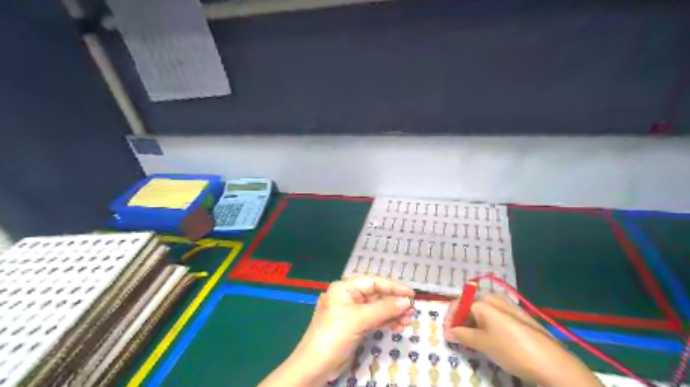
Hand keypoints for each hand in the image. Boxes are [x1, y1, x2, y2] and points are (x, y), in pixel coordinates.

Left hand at [260, 277, 413, 385]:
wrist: (314, 366)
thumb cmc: (334, 335)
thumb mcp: (359, 319)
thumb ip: (384, 309)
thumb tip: (407, 302)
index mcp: (344, 288)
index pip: (373, 282)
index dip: (393, 286)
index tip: (411, 293)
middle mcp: (348, 297)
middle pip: (376, 295)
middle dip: (394, 302)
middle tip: (412, 310)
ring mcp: (351, 312)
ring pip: (376, 309)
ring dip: (393, 314)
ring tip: (409, 320)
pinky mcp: (354, 326)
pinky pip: (374, 320)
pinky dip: (386, 322)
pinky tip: (399, 326)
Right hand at [444, 295, 601, 384]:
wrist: (552, 363)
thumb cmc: (511, 349)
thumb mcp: (482, 343)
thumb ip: (462, 335)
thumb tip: (449, 332)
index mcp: (483, 300)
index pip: (458, 304)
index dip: (449, 319)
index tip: (447, 334)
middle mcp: (494, 297)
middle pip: (470, 305)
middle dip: (461, 320)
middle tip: (458, 337)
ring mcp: (508, 305)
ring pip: (482, 311)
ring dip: (473, 323)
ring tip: (472, 340)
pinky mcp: (517, 315)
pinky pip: (494, 316)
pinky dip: (486, 324)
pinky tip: (489, 339)